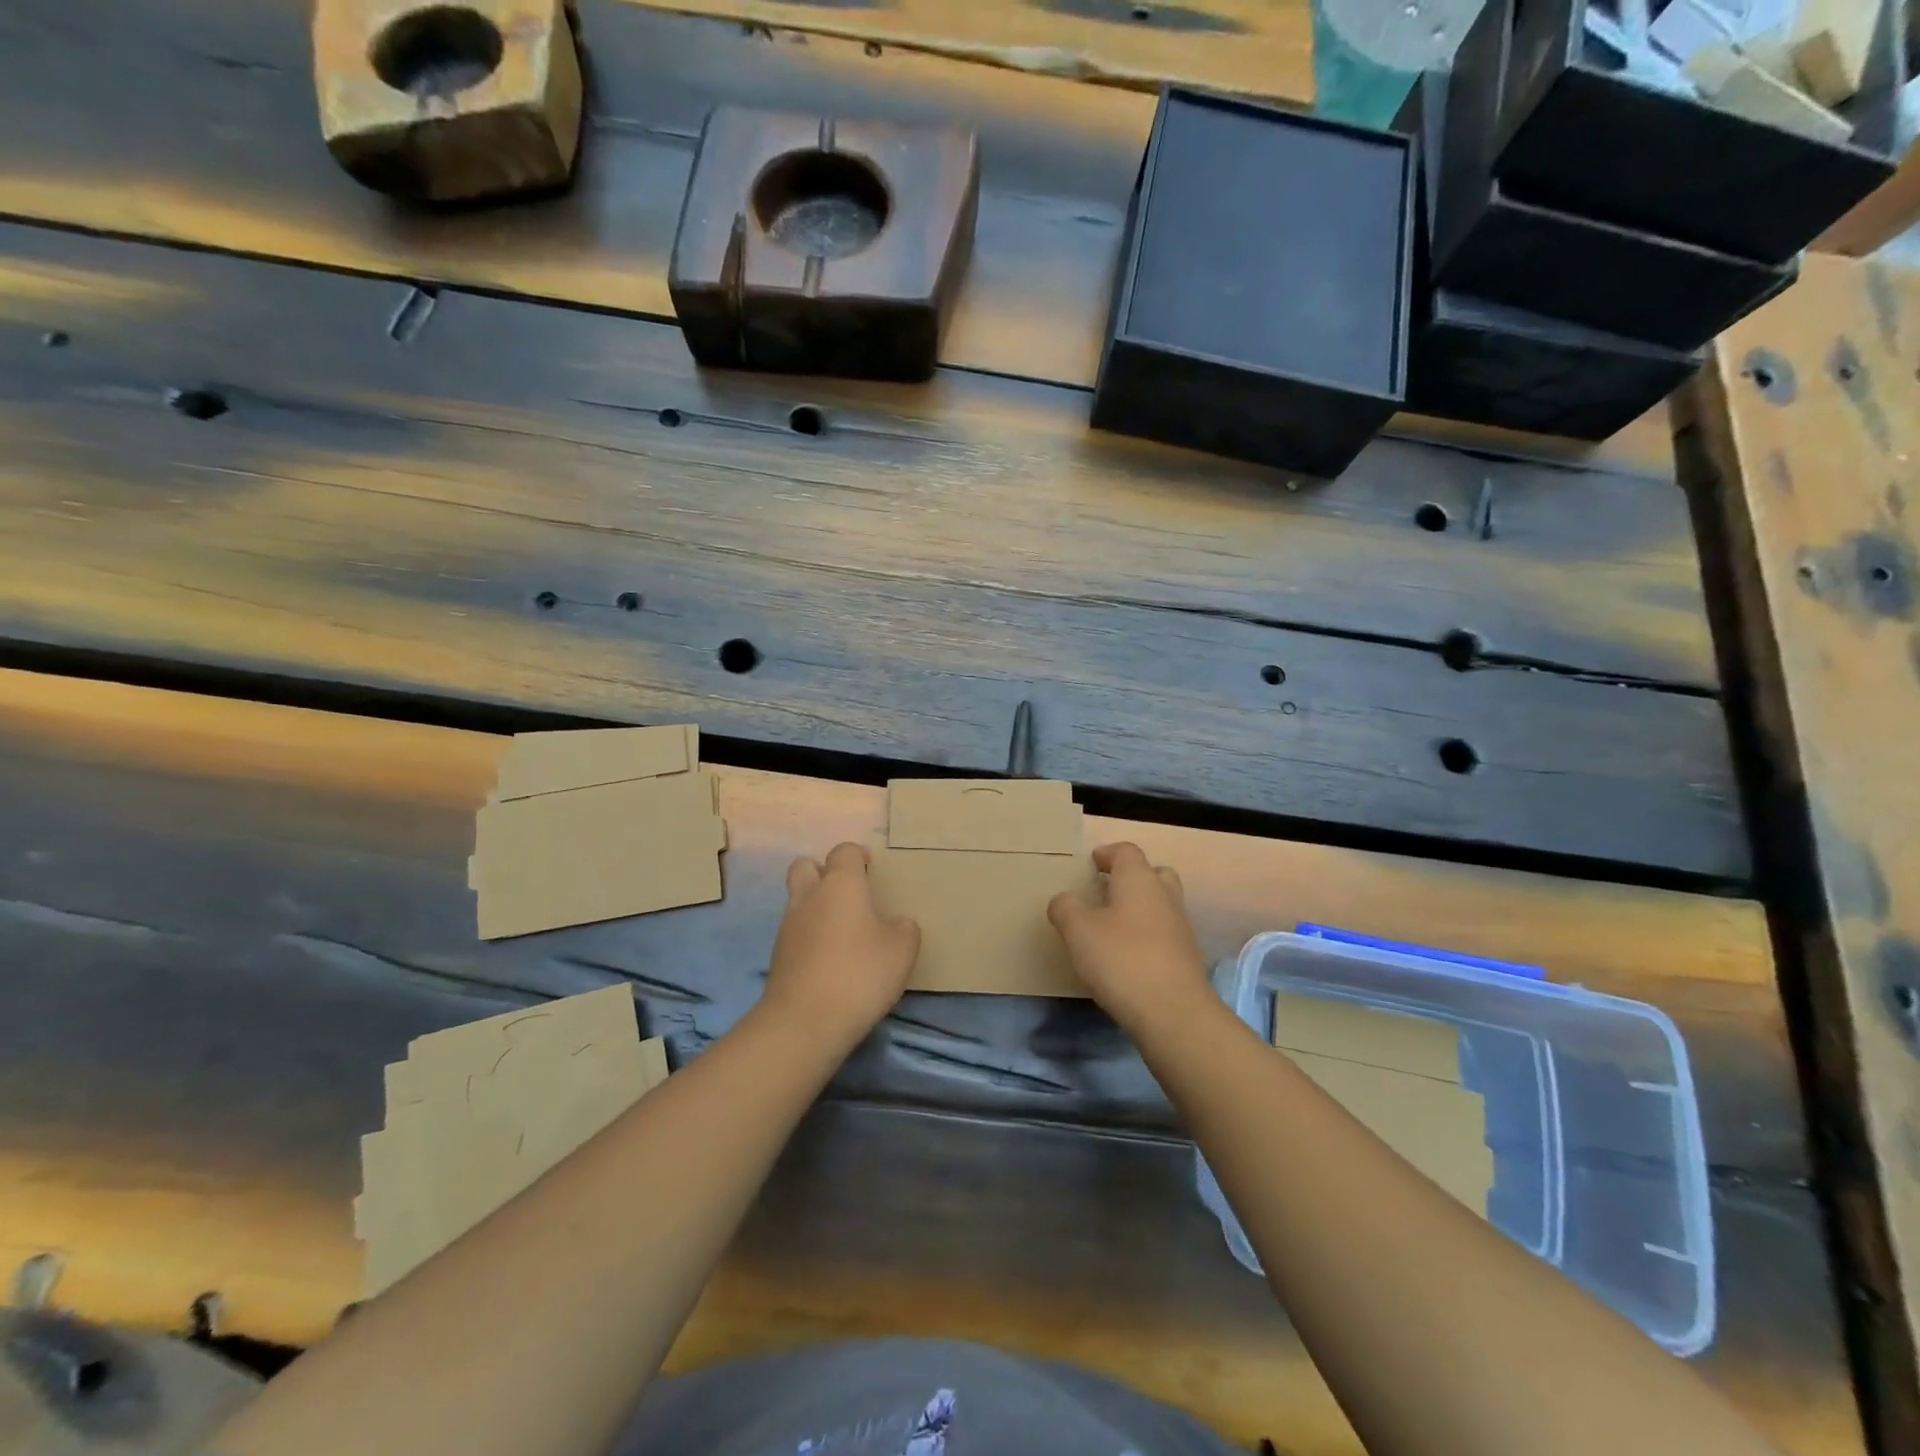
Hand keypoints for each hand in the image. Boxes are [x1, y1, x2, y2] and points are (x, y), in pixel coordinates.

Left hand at [761, 842, 919, 1050]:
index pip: (844, 851)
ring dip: (816, 908)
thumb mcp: (902, 949)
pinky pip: (795, 933)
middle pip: (806, 866)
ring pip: (798, 901)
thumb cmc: (860, 973)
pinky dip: (810, 938)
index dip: (858, 856)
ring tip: (843, 934)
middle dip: (824, 873)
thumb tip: (896, 924)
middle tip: (849, 895)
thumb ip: (903, 928)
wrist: (805, 1022)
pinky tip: (830, 961)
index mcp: (841, 884)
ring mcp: (788, 926)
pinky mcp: (778, 956)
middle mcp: (809, 896)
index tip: (872, 872)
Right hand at [1048, 843, 1211, 1029]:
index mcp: (1139, 879)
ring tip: (1113, 925)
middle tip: (1107, 890)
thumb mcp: (1078, 930)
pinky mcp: (1187, 957)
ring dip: (1141, 907)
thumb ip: (1066, 908)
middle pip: (1154, 873)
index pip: (1126, 851)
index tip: (1091, 863)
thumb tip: (1064, 900)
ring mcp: (1181, 927)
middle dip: (1132, 877)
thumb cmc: (1121, 959)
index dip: (1107, 853)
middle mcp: (1165, 895)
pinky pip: (1165, 933)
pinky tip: (1129, 955)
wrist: (1173, 1012)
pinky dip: (1148, 935)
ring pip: (1161, 904)